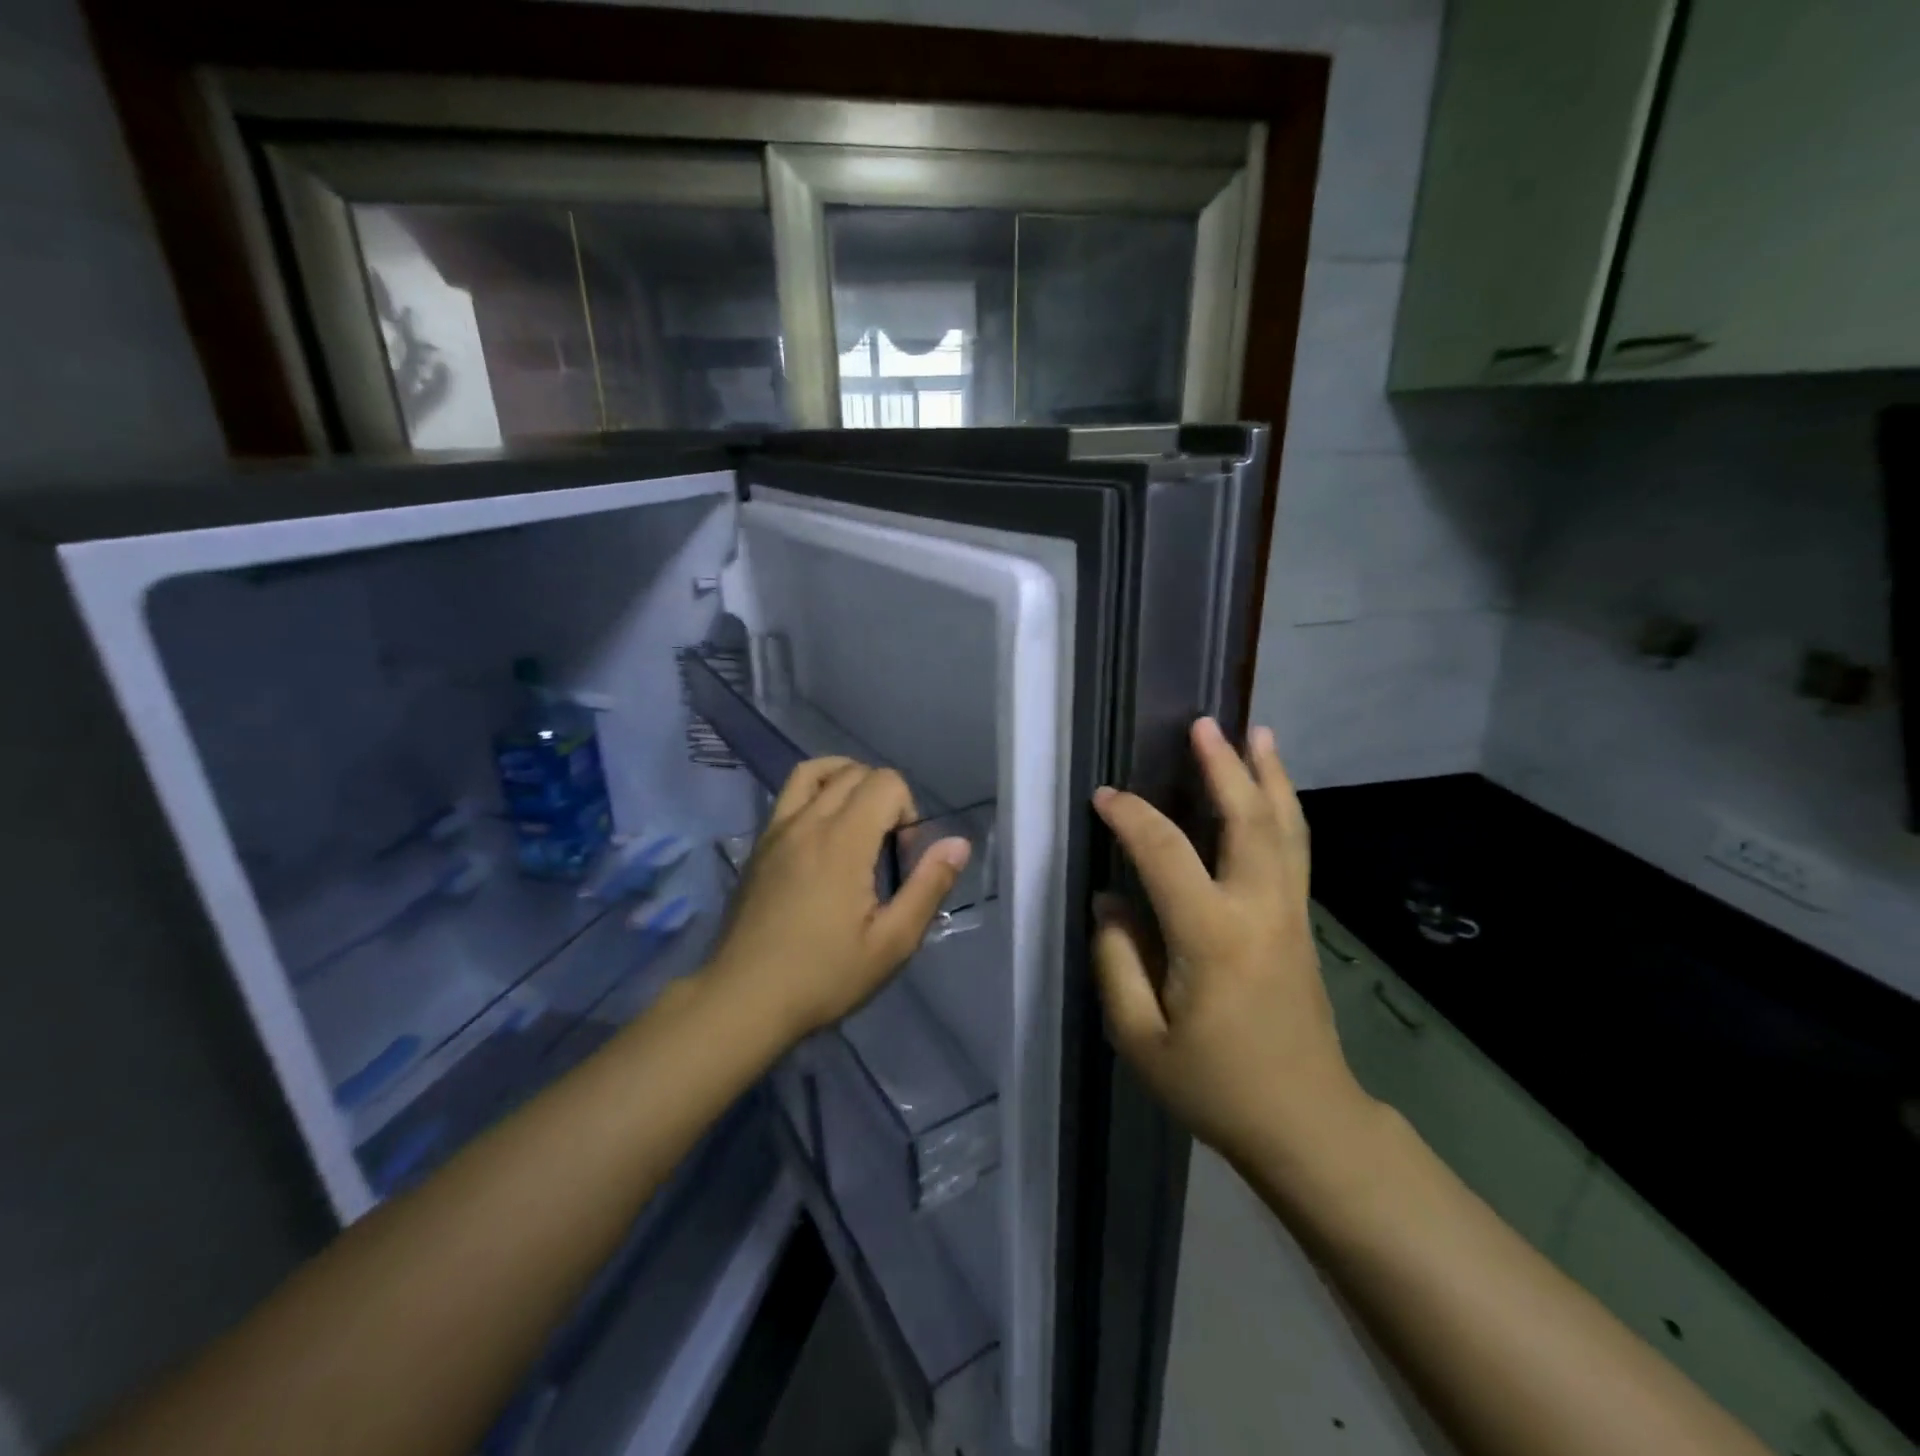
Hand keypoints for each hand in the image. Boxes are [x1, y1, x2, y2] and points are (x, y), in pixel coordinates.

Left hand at [704, 758, 972, 1044]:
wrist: (742, 999)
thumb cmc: (823, 976)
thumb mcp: (891, 943)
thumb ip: (928, 886)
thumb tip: (958, 843)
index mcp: (842, 840)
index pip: (885, 782)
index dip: (907, 811)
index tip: (902, 859)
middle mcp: (807, 822)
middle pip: (854, 772)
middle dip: (883, 797)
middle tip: (885, 849)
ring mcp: (776, 830)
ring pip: (815, 771)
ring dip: (846, 781)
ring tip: (858, 821)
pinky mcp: (759, 845)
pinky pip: (790, 795)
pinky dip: (816, 794)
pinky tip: (823, 839)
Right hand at [1092, 718, 1368, 1168]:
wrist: (1307, 1123)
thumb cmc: (1216, 1085)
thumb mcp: (1140, 1038)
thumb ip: (1116, 962)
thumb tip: (1111, 902)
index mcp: (1213, 936)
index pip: (1165, 854)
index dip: (1132, 818)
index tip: (1104, 798)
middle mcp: (1259, 910)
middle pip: (1248, 820)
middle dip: (1226, 766)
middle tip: (1204, 725)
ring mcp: (1290, 914)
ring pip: (1285, 828)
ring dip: (1270, 776)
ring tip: (1258, 733)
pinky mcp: (1301, 924)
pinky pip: (1293, 850)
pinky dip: (1282, 809)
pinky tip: (1272, 793)